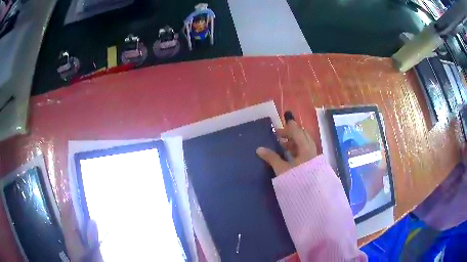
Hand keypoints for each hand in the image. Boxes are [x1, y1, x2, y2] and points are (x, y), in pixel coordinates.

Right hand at [256, 113, 316, 175]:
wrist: (311, 195)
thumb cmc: (297, 179)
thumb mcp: (282, 169)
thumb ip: (271, 157)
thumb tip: (259, 149)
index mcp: (305, 147)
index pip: (296, 131)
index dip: (289, 126)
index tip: (281, 122)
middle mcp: (311, 149)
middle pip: (302, 135)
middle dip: (291, 133)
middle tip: (279, 135)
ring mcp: (313, 156)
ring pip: (304, 143)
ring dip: (294, 141)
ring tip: (283, 145)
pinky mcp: (313, 162)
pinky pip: (305, 150)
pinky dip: (297, 148)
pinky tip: (290, 155)